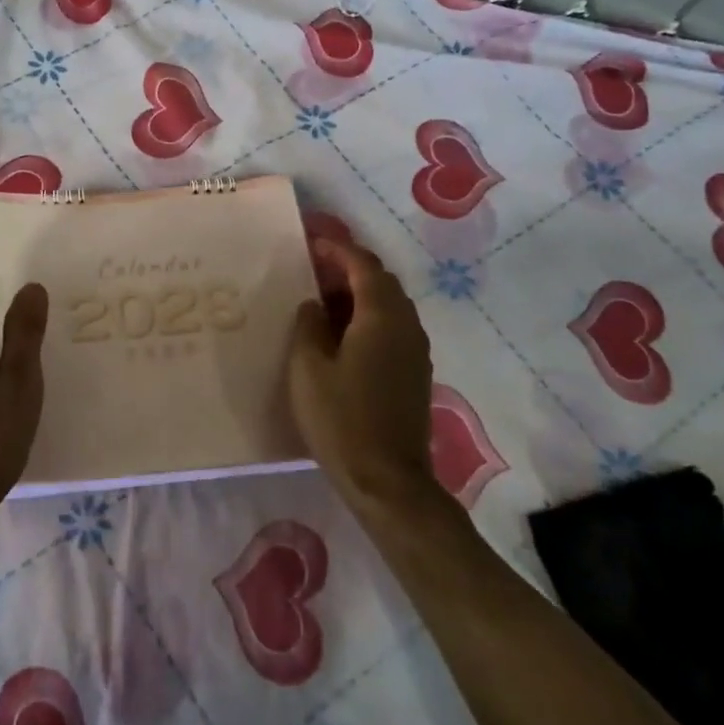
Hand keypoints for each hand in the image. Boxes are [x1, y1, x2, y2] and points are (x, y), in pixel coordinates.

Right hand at [288, 239, 436, 507]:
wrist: (388, 481)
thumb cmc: (341, 419)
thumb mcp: (308, 367)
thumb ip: (309, 325)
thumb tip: (314, 305)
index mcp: (381, 316)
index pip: (363, 266)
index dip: (338, 250)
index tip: (312, 244)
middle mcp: (406, 325)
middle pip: (381, 282)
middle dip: (349, 269)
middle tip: (314, 271)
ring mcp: (415, 351)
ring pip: (389, 305)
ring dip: (360, 294)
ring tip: (324, 301)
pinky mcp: (415, 373)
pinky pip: (393, 328)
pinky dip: (368, 317)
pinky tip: (343, 336)